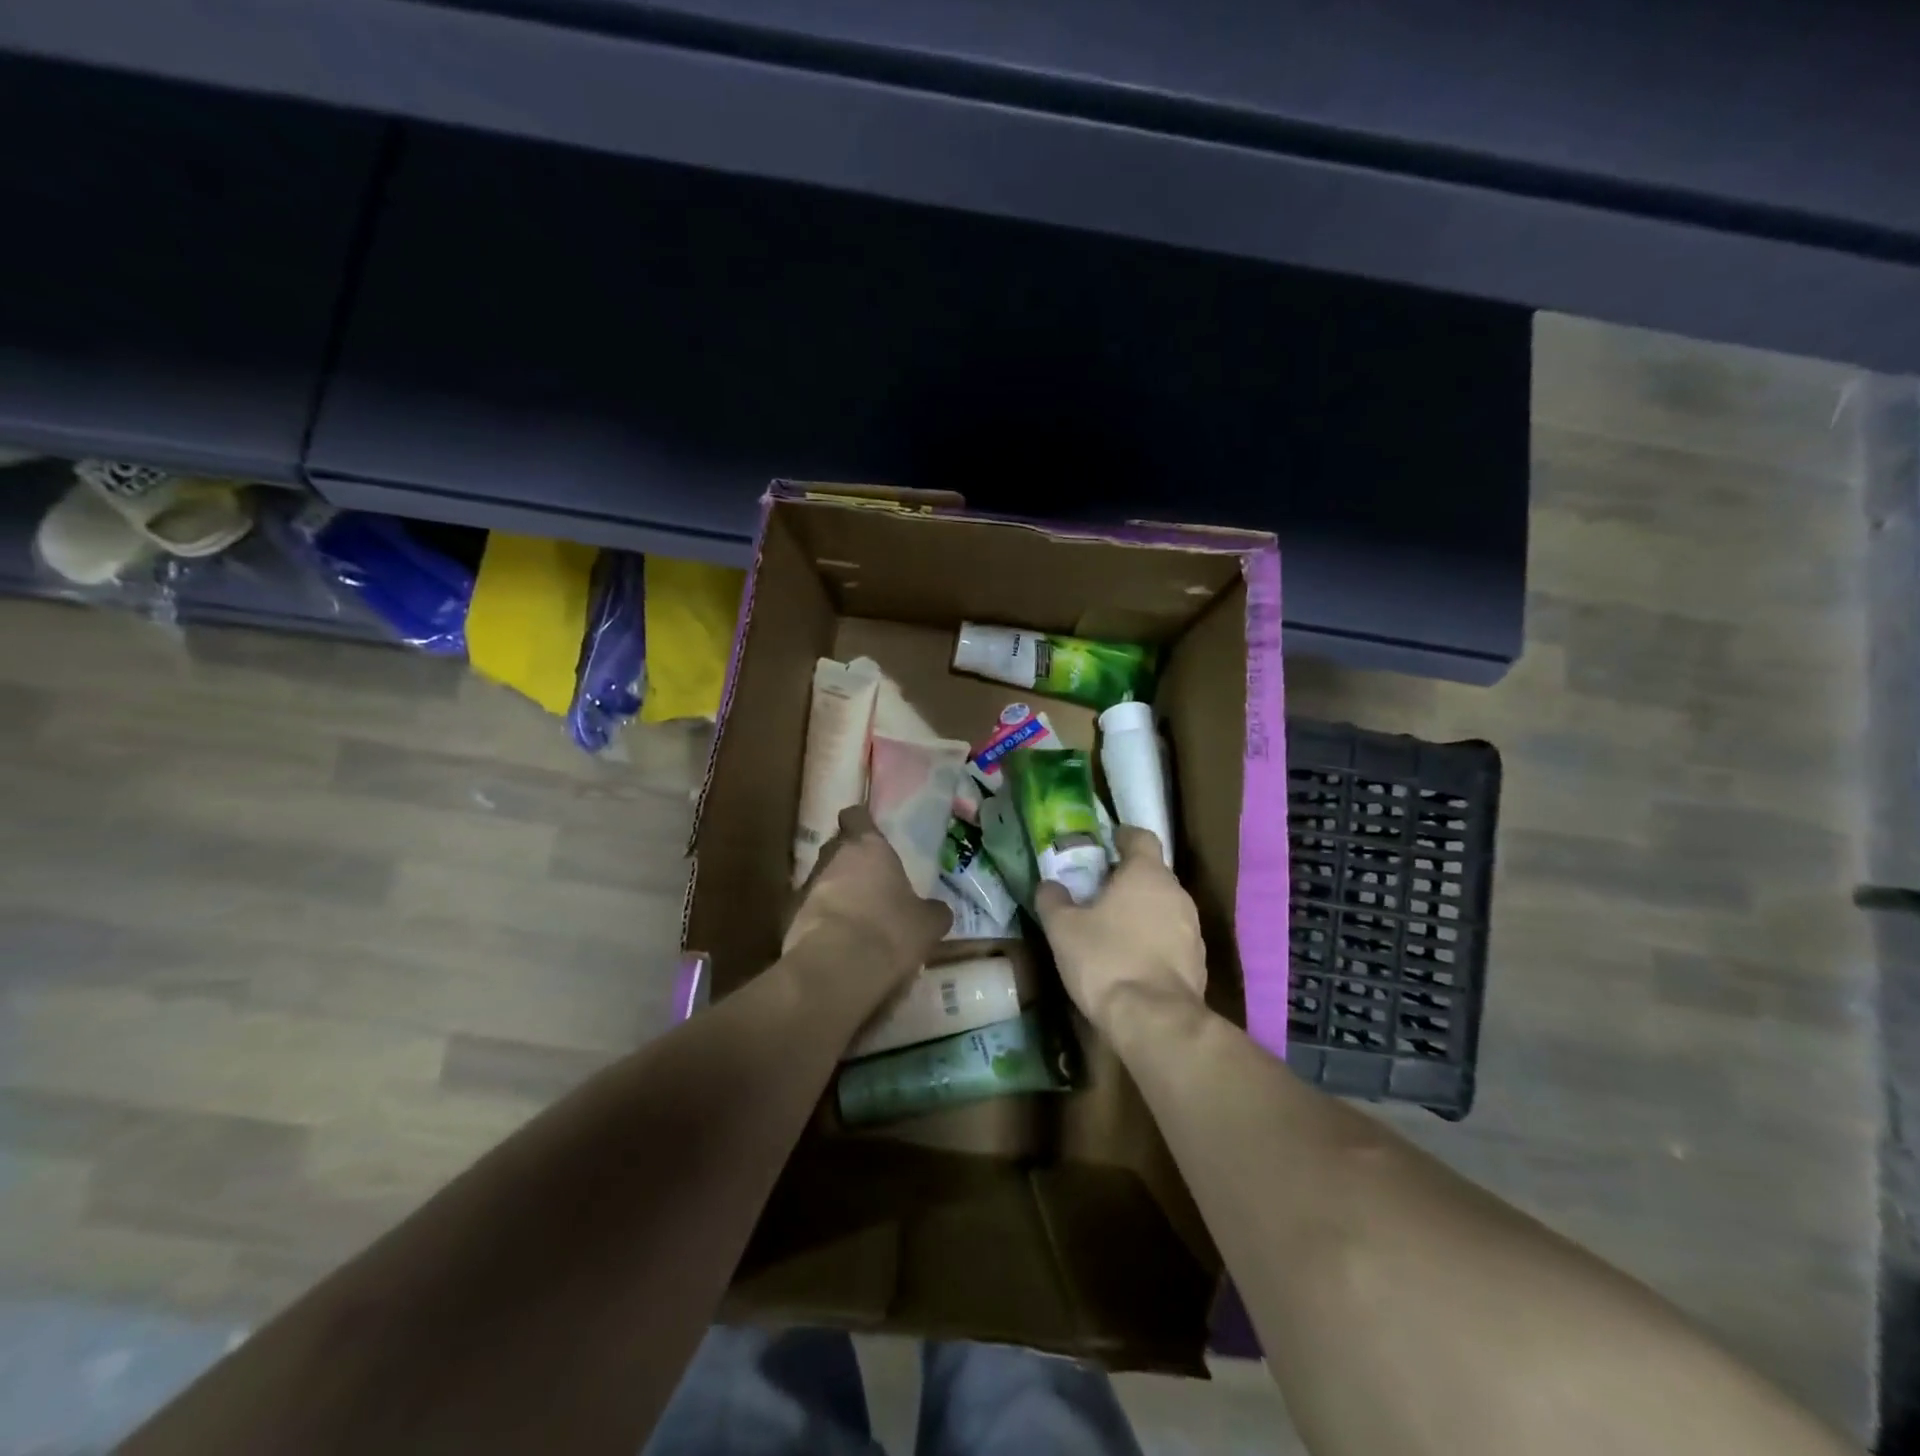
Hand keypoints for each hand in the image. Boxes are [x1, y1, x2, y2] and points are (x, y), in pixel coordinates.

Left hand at [786, 805, 952, 982]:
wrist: (836, 968)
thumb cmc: (889, 930)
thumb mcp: (927, 924)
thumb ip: (932, 911)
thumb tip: (938, 911)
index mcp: (868, 847)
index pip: (856, 816)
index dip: (862, 822)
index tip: (871, 833)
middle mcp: (833, 858)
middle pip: (838, 847)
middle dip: (851, 861)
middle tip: (872, 881)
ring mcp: (807, 887)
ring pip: (824, 880)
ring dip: (837, 893)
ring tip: (858, 917)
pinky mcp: (791, 918)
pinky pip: (813, 911)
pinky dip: (825, 921)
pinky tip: (841, 941)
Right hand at [1035, 826, 1206, 1032]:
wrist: (1155, 1020)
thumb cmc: (1106, 960)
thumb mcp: (1063, 929)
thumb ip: (1053, 900)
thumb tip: (1049, 885)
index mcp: (1147, 873)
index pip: (1141, 837)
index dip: (1123, 836)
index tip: (1107, 843)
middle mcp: (1176, 893)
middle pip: (1153, 873)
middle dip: (1127, 879)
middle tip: (1098, 891)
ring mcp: (1192, 929)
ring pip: (1164, 907)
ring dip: (1142, 911)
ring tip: (1113, 928)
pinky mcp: (1198, 962)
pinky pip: (1172, 938)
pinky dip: (1154, 940)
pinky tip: (1131, 960)